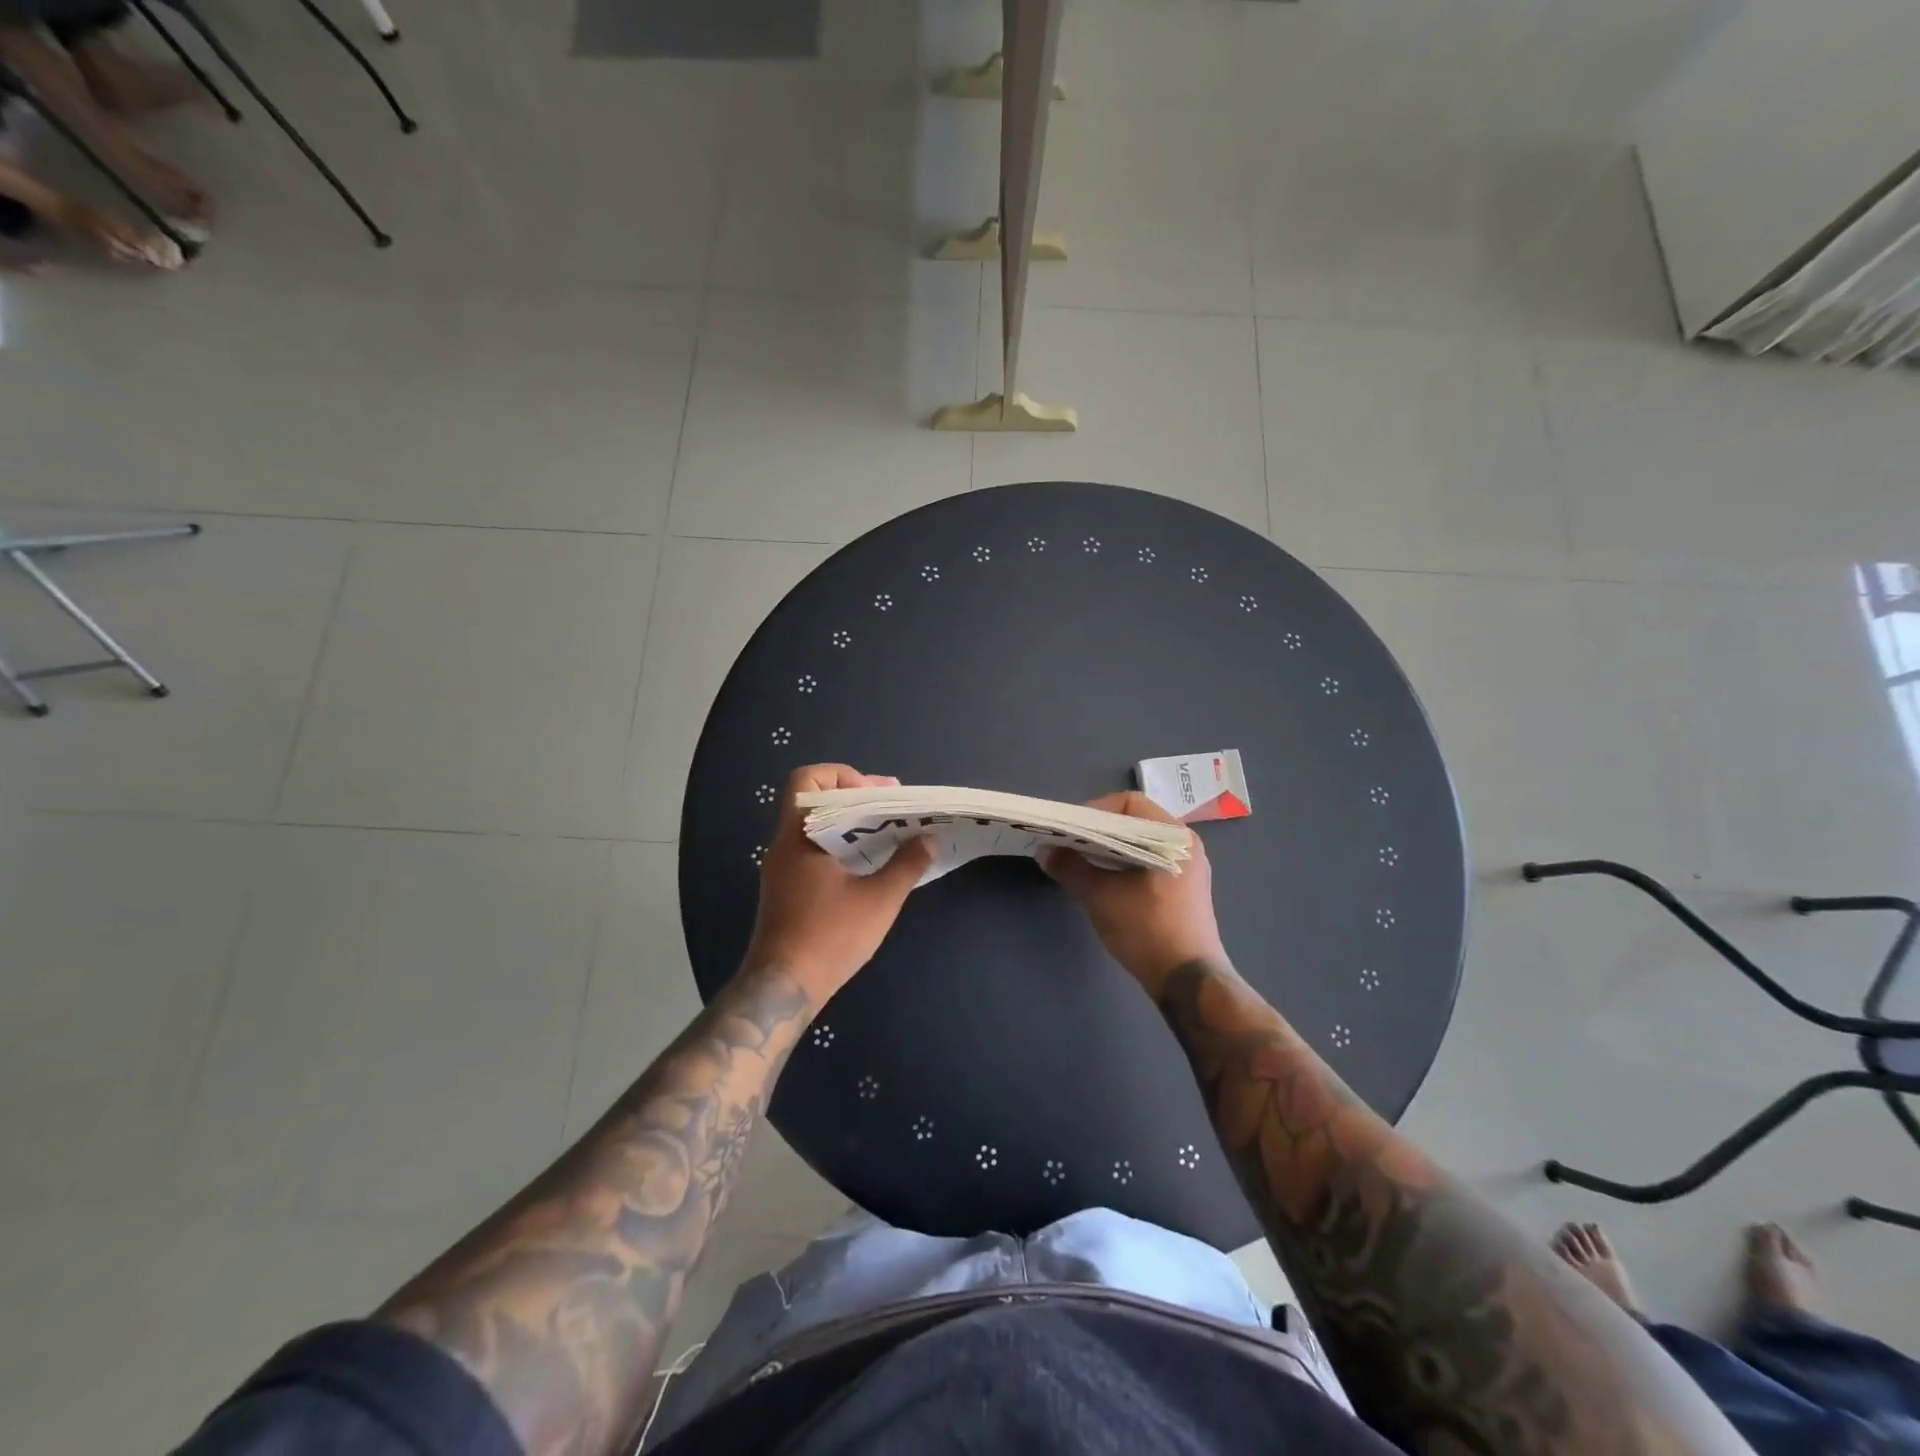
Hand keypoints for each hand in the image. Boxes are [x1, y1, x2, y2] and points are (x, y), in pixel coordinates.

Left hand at [743, 764, 933, 1006]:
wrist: (783, 988)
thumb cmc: (829, 937)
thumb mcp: (878, 900)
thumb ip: (906, 864)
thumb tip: (930, 839)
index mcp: (799, 836)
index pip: (807, 780)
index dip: (842, 776)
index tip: (875, 794)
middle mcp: (784, 844)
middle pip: (815, 800)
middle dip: (856, 798)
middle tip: (893, 809)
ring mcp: (782, 868)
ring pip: (815, 827)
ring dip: (851, 825)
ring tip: (888, 835)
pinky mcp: (787, 889)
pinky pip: (814, 851)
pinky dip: (841, 847)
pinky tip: (869, 865)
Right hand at [1042, 791, 1223, 995]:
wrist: (1188, 983)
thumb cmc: (1147, 931)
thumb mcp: (1101, 897)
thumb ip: (1071, 868)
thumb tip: (1045, 851)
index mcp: (1174, 836)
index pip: (1129, 802)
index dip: (1095, 810)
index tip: (1071, 830)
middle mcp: (1186, 844)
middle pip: (1134, 821)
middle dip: (1098, 830)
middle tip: (1070, 845)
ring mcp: (1188, 868)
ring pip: (1140, 843)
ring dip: (1109, 849)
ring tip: (1081, 862)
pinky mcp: (1183, 889)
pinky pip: (1148, 861)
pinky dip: (1124, 864)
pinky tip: (1104, 881)